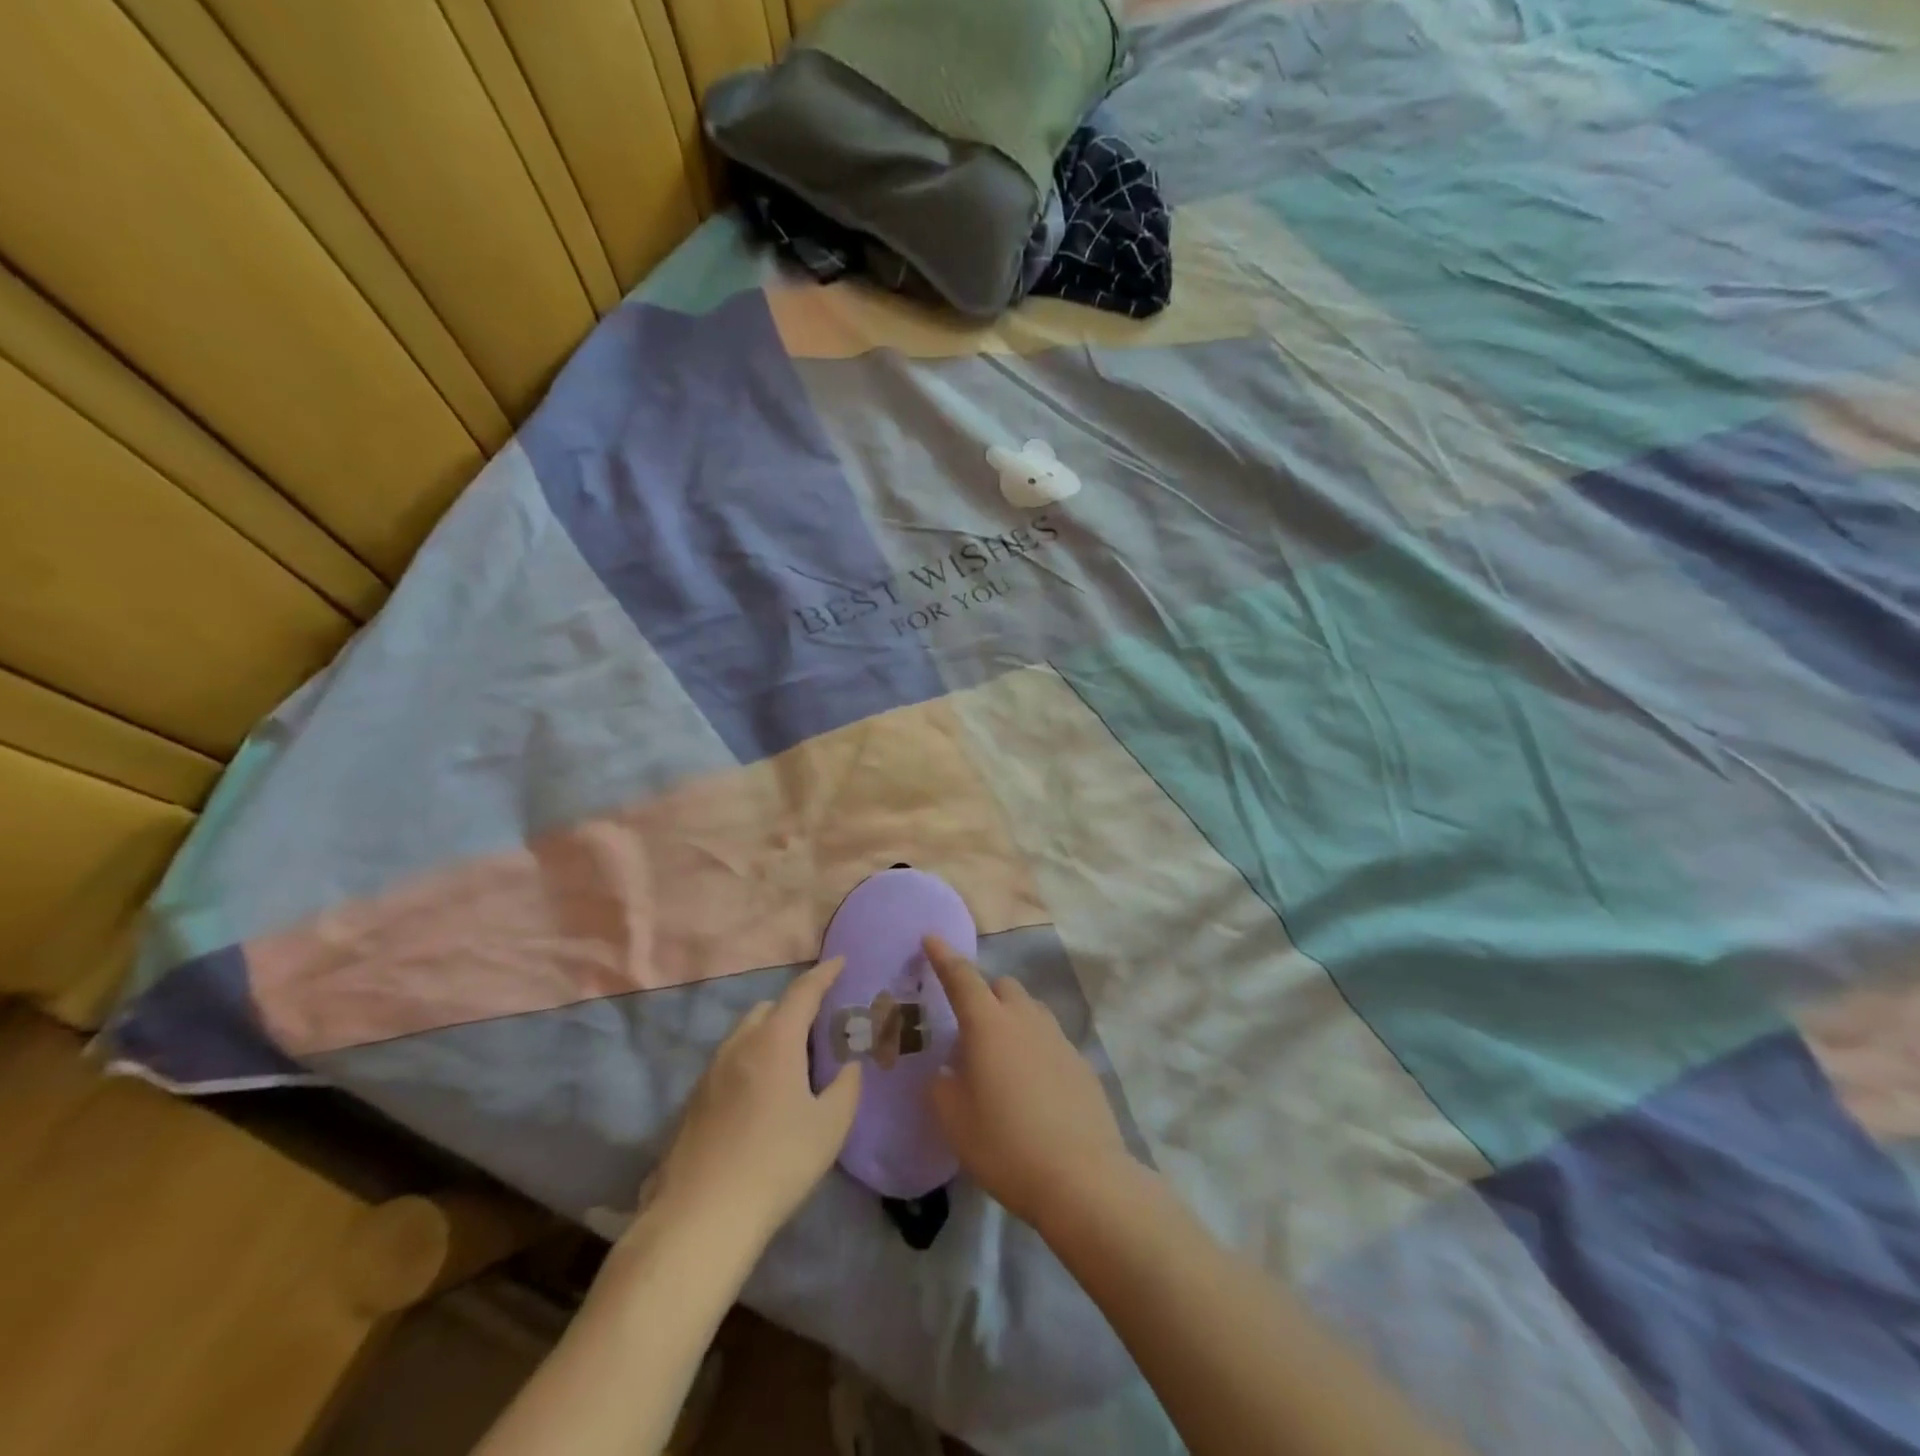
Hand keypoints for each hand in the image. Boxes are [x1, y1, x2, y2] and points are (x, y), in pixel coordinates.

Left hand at [648, 958, 862, 1251]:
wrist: (701, 1217)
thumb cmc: (777, 1162)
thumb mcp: (830, 1125)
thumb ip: (846, 1086)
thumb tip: (848, 1067)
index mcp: (775, 1041)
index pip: (803, 992)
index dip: (824, 974)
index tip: (840, 961)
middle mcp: (739, 1045)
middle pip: (769, 1009)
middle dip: (794, 1008)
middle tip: (819, 1029)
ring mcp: (710, 1073)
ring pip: (745, 1035)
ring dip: (770, 1035)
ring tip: (792, 1064)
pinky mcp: (693, 1102)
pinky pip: (729, 1063)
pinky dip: (750, 1062)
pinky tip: (761, 1098)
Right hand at [925, 937, 1132, 1230]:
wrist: (1082, 1178)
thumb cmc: (1005, 1145)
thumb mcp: (954, 1120)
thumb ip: (942, 1085)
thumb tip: (949, 1069)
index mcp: (988, 1024)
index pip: (961, 977)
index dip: (944, 956)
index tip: (931, 938)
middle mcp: (1025, 1020)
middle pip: (1003, 987)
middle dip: (984, 995)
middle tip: (970, 1031)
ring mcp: (1058, 1039)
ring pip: (1030, 1011)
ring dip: (1012, 1020)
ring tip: (1001, 1061)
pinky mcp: (1081, 1063)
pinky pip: (1050, 1041)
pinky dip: (1035, 1050)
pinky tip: (1033, 1089)